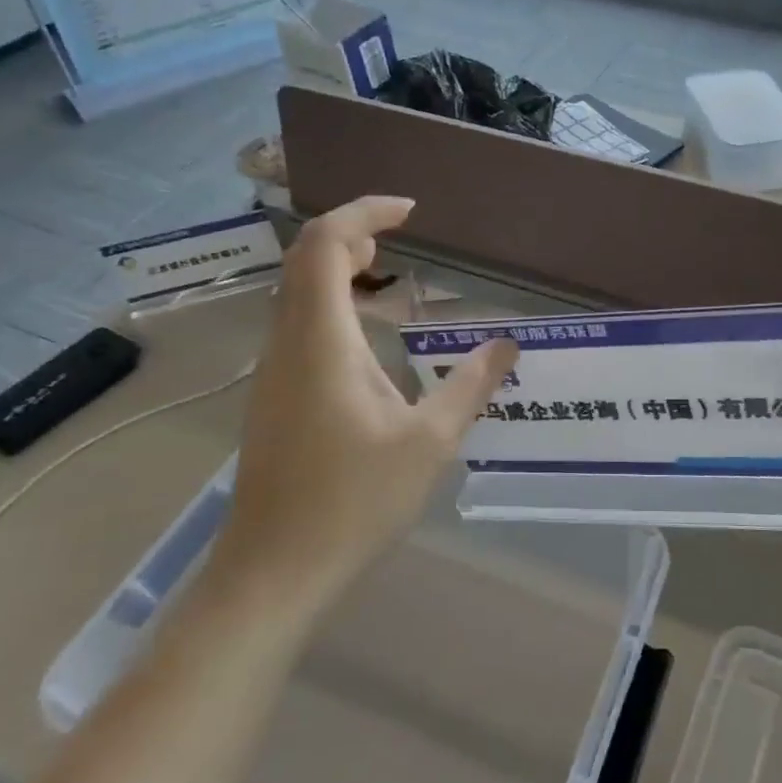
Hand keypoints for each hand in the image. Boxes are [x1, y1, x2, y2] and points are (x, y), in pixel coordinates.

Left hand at [217, 196, 517, 608]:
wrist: (274, 572)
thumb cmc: (353, 502)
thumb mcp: (428, 442)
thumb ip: (470, 386)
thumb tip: (508, 346)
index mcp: (321, 340)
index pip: (325, 245)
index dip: (364, 212)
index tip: (410, 210)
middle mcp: (288, 342)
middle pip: (305, 258)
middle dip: (354, 233)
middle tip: (404, 236)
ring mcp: (274, 370)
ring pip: (297, 291)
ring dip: (342, 269)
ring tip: (394, 279)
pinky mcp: (274, 395)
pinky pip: (299, 323)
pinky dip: (335, 304)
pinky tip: (374, 340)